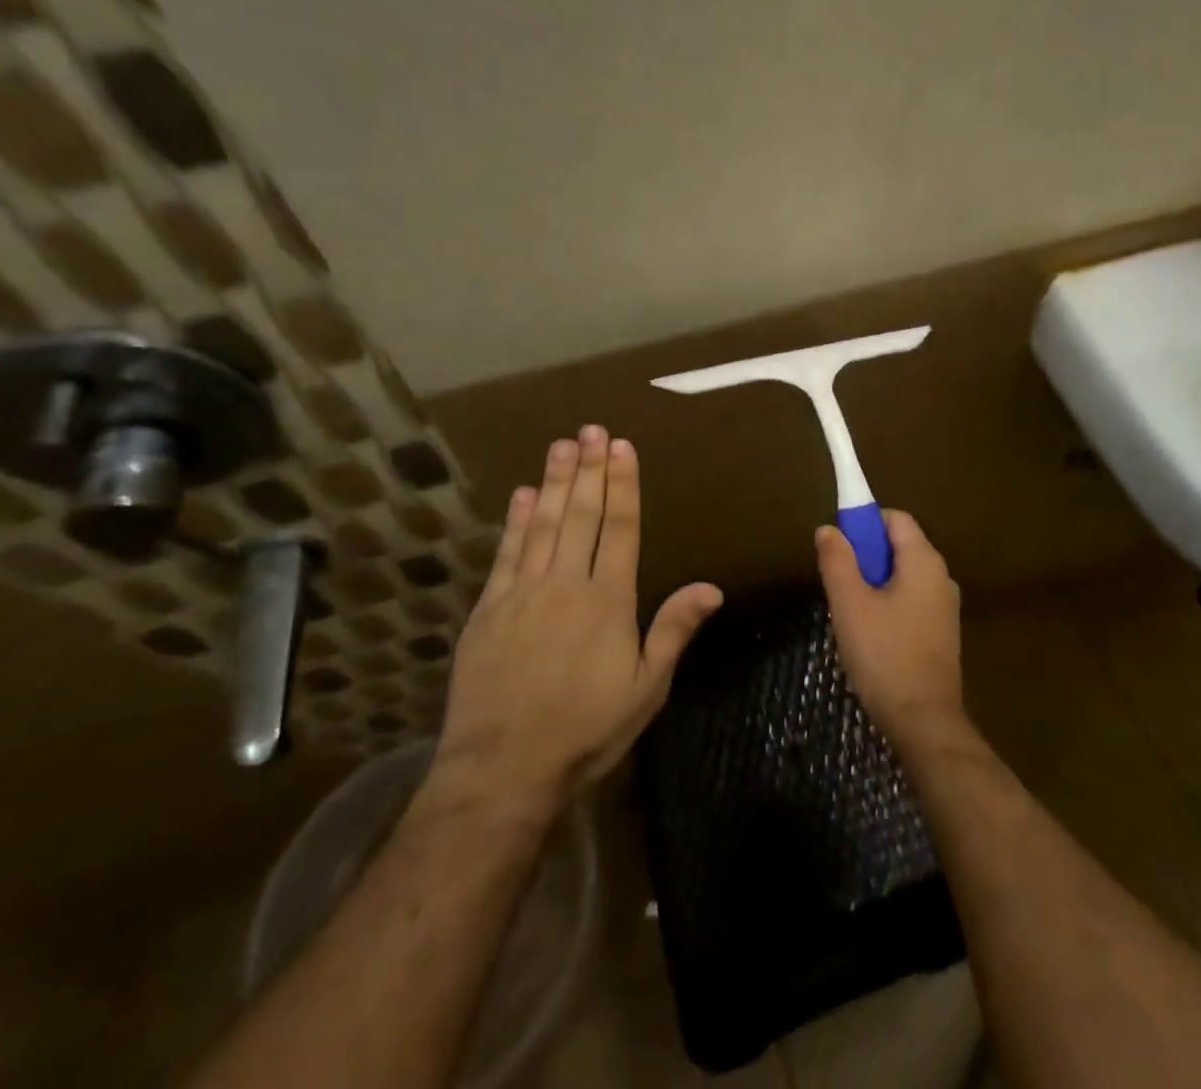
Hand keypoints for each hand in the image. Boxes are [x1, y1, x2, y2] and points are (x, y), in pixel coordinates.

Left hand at [422, 427, 722, 821]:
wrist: (501, 770)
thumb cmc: (585, 729)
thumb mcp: (645, 688)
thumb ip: (674, 631)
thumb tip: (712, 587)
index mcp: (608, 600)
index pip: (619, 528)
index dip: (622, 485)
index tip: (622, 448)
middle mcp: (566, 584)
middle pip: (580, 515)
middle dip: (589, 469)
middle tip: (592, 429)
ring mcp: (522, 593)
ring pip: (542, 525)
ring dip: (554, 482)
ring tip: (562, 444)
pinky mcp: (488, 610)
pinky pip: (505, 554)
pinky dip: (515, 522)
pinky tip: (523, 495)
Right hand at [816, 510, 963, 749]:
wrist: (924, 722)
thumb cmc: (884, 655)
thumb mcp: (850, 604)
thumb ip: (837, 561)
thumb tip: (829, 529)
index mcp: (924, 561)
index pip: (895, 518)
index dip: (865, 521)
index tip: (838, 544)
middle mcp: (942, 576)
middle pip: (901, 546)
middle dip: (867, 554)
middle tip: (838, 580)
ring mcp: (946, 606)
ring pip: (904, 576)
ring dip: (875, 581)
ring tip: (850, 609)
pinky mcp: (943, 633)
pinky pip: (912, 600)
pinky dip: (889, 603)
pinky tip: (870, 633)